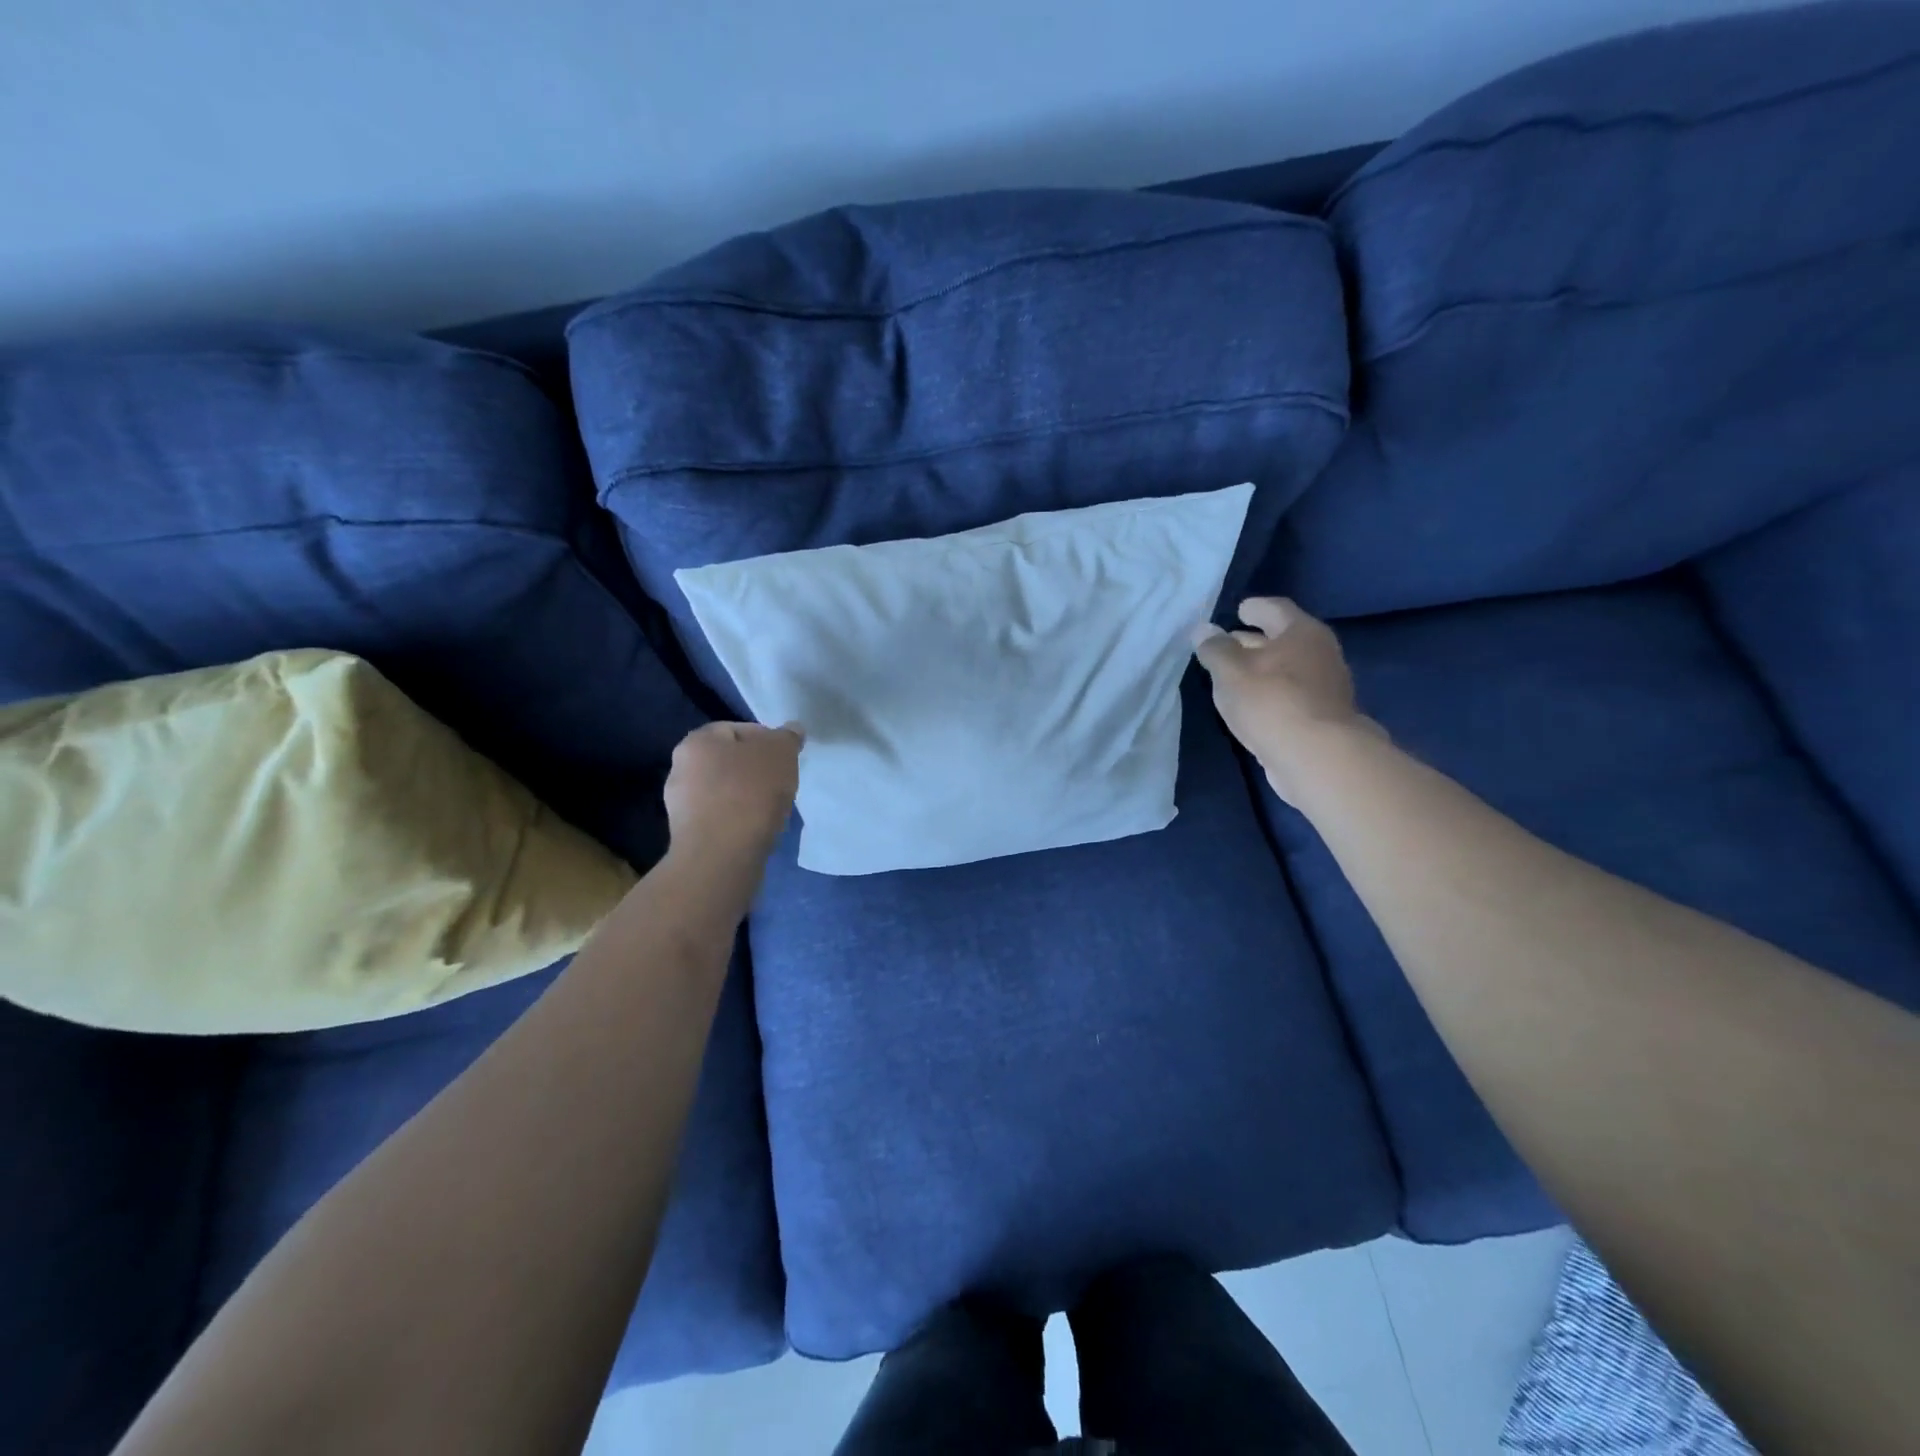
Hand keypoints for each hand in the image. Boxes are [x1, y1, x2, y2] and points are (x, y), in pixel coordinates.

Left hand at [663, 721, 803, 863]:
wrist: (721, 856)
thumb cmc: (750, 793)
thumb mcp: (781, 753)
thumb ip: (788, 737)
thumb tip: (792, 730)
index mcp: (697, 741)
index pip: (738, 729)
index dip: (768, 740)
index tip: (787, 759)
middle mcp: (681, 767)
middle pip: (730, 760)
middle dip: (757, 769)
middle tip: (783, 782)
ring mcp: (681, 803)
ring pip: (725, 790)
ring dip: (748, 795)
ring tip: (772, 809)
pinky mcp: (688, 834)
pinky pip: (721, 816)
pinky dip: (740, 818)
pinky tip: (757, 829)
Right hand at [1192, 598, 1376, 805]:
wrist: (1317, 756)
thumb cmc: (1271, 701)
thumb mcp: (1230, 672)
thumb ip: (1215, 649)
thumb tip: (1203, 630)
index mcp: (1302, 632)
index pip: (1275, 608)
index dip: (1254, 608)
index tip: (1238, 610)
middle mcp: (1321, 653)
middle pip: (1284, 639)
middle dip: (1254, 640)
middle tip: (1227, 644)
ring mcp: (1327, 686)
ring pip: (1288, 668)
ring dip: (1263, 669)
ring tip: (1234, 677)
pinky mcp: (1323, 716)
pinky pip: (1292, 694)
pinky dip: (1272, 693)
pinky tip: (1254, 704)